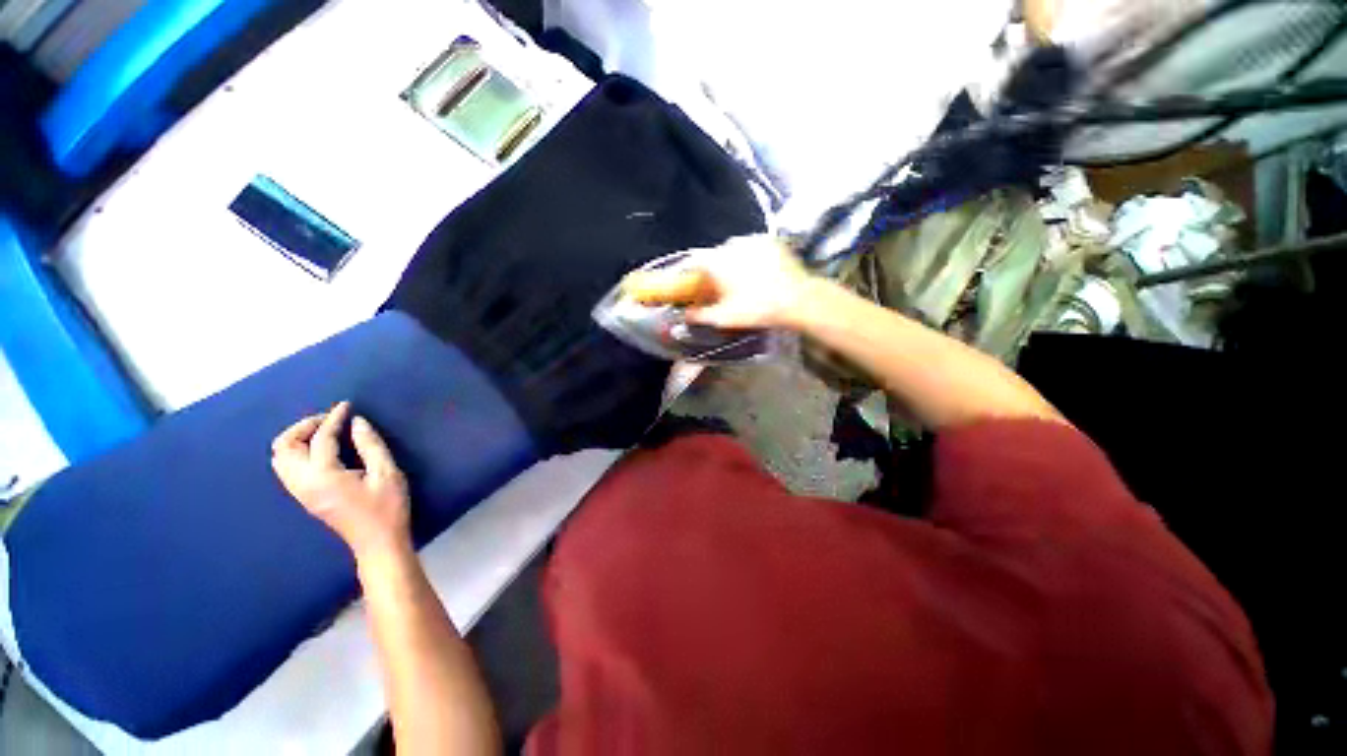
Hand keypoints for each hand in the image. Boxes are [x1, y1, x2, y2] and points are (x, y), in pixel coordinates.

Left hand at [272, 401, 410, 559]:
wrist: (377, 542)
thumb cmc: (387, 507)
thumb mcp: (387, 473)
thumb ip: (370, 445)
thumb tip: (357, 422)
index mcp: (324, 476)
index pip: (320, 439)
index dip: (333, 418)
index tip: (346, 405)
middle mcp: (303, 483)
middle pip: (284, 447)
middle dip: (304, 427)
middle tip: (330, 420)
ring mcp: (300, 493)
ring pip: (280, 459)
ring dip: (297, 439)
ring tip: (324, 432)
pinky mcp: (304, 498)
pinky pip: (287, 469)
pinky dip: (297, 452)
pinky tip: (320, 450)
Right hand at [621, 235, 817, 328]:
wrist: (799, 300)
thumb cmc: (758, 309)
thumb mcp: (724, 317)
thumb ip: (699, 315)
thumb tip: (684, 315)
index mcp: (718, 261)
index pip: (693, 261)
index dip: (686, 271)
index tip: (686, 282)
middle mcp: (732, 245)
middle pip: (713, 256)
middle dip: (711, 270)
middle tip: (714, 287)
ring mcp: (753, 240)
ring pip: (732, 250)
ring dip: (730, 263)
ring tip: (737, 281)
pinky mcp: (770, 241)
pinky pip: (751, 248)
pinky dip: (747, 258)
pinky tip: (755, 273)